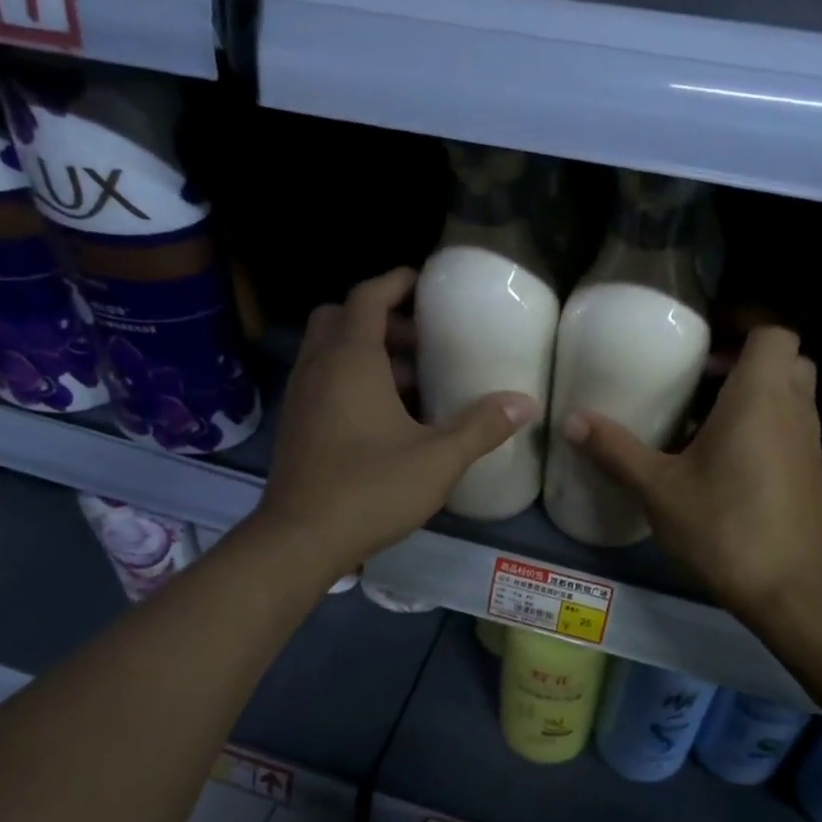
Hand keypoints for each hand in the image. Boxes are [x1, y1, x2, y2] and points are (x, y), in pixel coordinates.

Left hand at [255, 269, 535, 573]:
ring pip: (330, 351)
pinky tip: (385, 419)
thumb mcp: (437, 459)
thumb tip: (526, 403)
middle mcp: (318, 367)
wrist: (300, 539)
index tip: (426, 285)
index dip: (397, 283)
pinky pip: (323, 381)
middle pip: (343, 318)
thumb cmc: (370, 489)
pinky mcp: (295, 425)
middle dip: (382, 320)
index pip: (368, 296)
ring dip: (368, 353)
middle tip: (423, 343)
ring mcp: (301, 397)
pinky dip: (351, 381)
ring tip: (413, 384)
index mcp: (350, 359)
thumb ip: (482, 427)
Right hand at [562, 327, 821, 622]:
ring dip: (753, 396)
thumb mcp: (658, 489)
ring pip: (789, 396)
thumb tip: (572, 420)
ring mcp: (809, 443)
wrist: (788, 589)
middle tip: (699, 380)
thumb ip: (616, 450)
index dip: (743, 326)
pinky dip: (762, 428)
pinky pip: (788, 429)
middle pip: (784, 360)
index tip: (702, 344)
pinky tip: (721, 463)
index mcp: (761, 397)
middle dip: (745, 361)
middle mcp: (794, 409)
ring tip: (701, 421)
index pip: (773, 331)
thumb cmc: (723, 527)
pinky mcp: (810, 473)